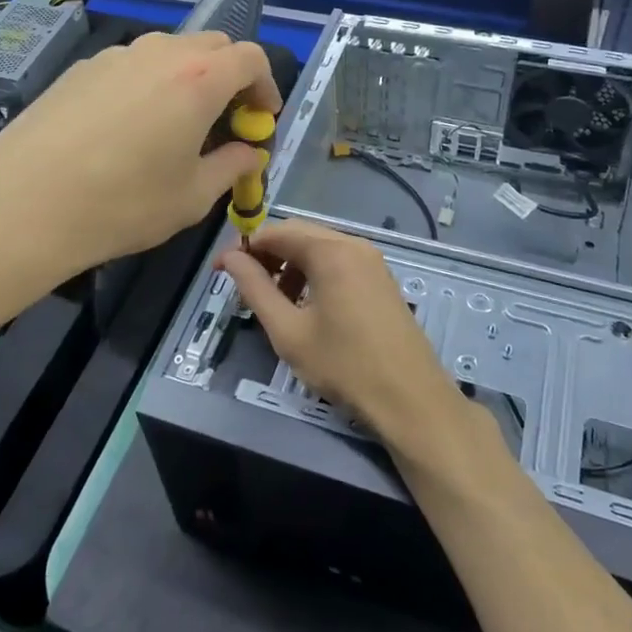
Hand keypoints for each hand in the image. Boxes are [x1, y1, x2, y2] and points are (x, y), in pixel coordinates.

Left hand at [0, 30, 281, 285]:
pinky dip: (148, 84)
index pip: (251, 58)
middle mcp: (160, 53)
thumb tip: (250, 152)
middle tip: (225, 122)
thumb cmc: (122, 205)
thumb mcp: (192, 197)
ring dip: (188, 79)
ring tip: (176, 126)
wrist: (22, 205)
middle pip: (213, 46)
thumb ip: (232, 167)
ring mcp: (115, 56)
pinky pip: (131, 65)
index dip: (266, 87)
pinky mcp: (80, 69)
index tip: (261, 120)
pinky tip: (127, 128)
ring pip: (169, 53)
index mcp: (199, 79)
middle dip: (230, 78)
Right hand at [218, 219, 457, 441]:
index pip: (275, 232)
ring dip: (290, 266)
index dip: (244, 248)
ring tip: (276, 304)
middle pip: (299, 234)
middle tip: (245, 287)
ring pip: (319, 248)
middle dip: (267, 255)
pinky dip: (315, 274)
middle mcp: (354, 244)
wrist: (410, 399)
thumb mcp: (288, 331)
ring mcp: (372, 261)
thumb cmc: (344, 365)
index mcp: (330, 251)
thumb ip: (255, 289)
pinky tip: (308, 308)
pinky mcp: (381, 279)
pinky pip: (339, 262)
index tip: (221, 272)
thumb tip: (230, 259)